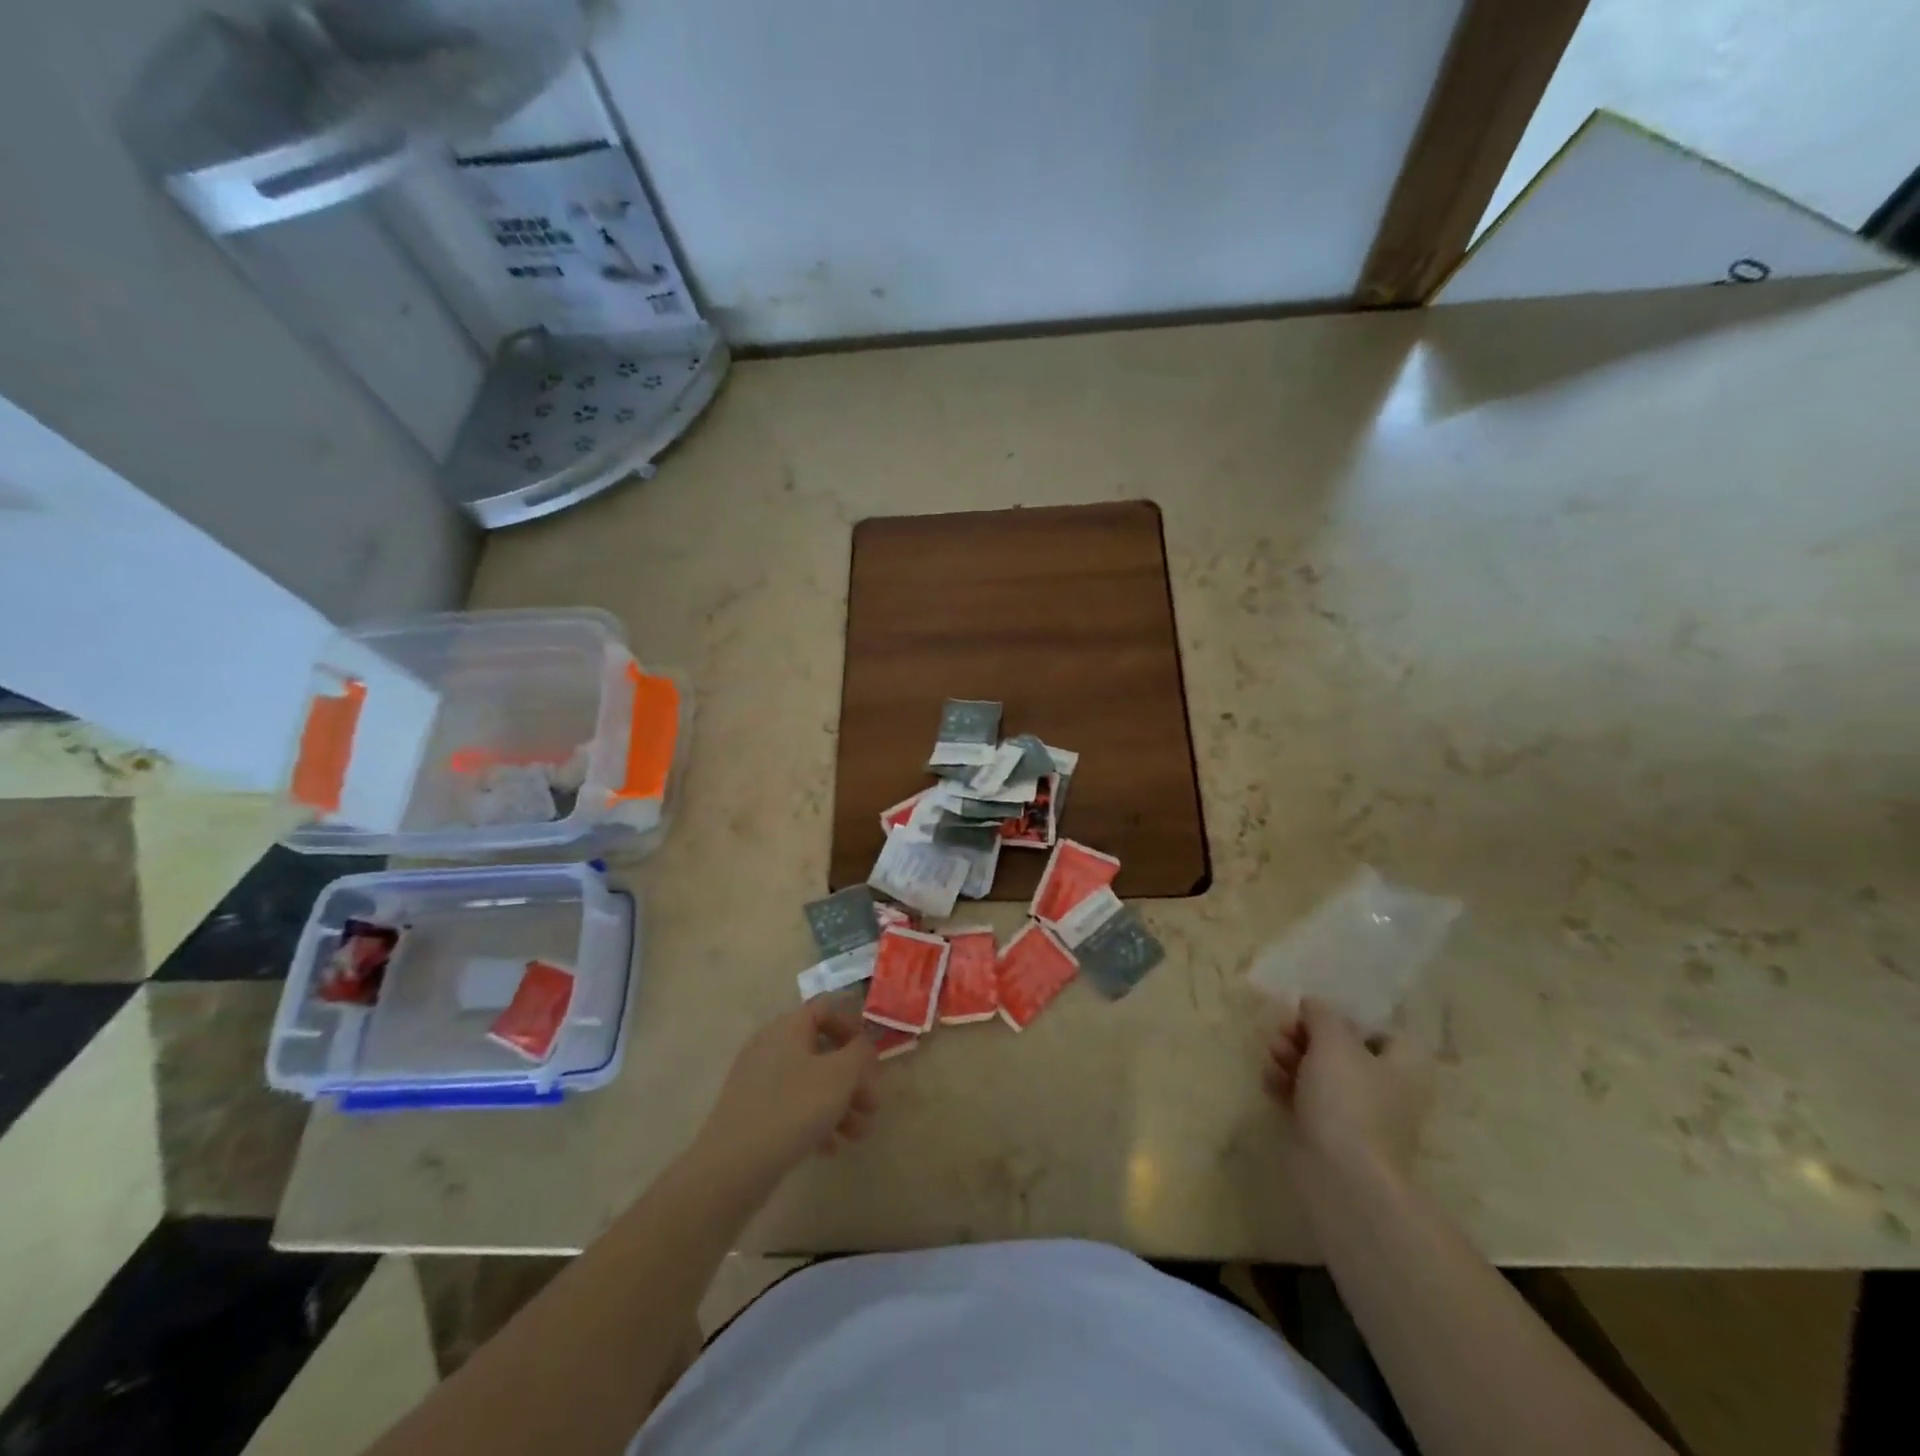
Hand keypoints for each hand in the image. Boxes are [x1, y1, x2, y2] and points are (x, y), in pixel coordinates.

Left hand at [698, 1001, 879, 1185]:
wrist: (731, 1167)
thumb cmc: (792, 1109)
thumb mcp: (839, 1076)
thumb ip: (860, 1053)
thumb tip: (863, 1044)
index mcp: (789, 1027)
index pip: (826, 1008)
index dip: (853, 1026)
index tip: (870, 1055)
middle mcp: (771, 1046)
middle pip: (822, 1050)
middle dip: (853, 1078)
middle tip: (872, 1105)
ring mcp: (759, 1080)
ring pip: (810, 1082)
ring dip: (840, 1104)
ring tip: (859, 1135)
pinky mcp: (753, 1111)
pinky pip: (792, 1106)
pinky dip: (815, 1121)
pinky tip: (830, 1148)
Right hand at [1264, 996, 1424, 1183]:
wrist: (1342, 1177)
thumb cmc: (1348, 1101)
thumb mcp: (1334, 1043)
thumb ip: (1323, 1015)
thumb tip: (1314, 1004)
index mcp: (1403, 1066)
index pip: (1382, 1031)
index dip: (1348, 1018)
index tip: (1315, 1015)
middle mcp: (1386, 1089)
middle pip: (1344, 1050)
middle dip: (1308, 1036)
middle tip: (1282, 1031)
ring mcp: (1357, 1115)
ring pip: (1322, 1074)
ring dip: (1292, 1058)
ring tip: (1270, 1053)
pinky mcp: (1329, 1134)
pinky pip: (1307, 1100)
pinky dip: (1287, 1087)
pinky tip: (1268, 1080)